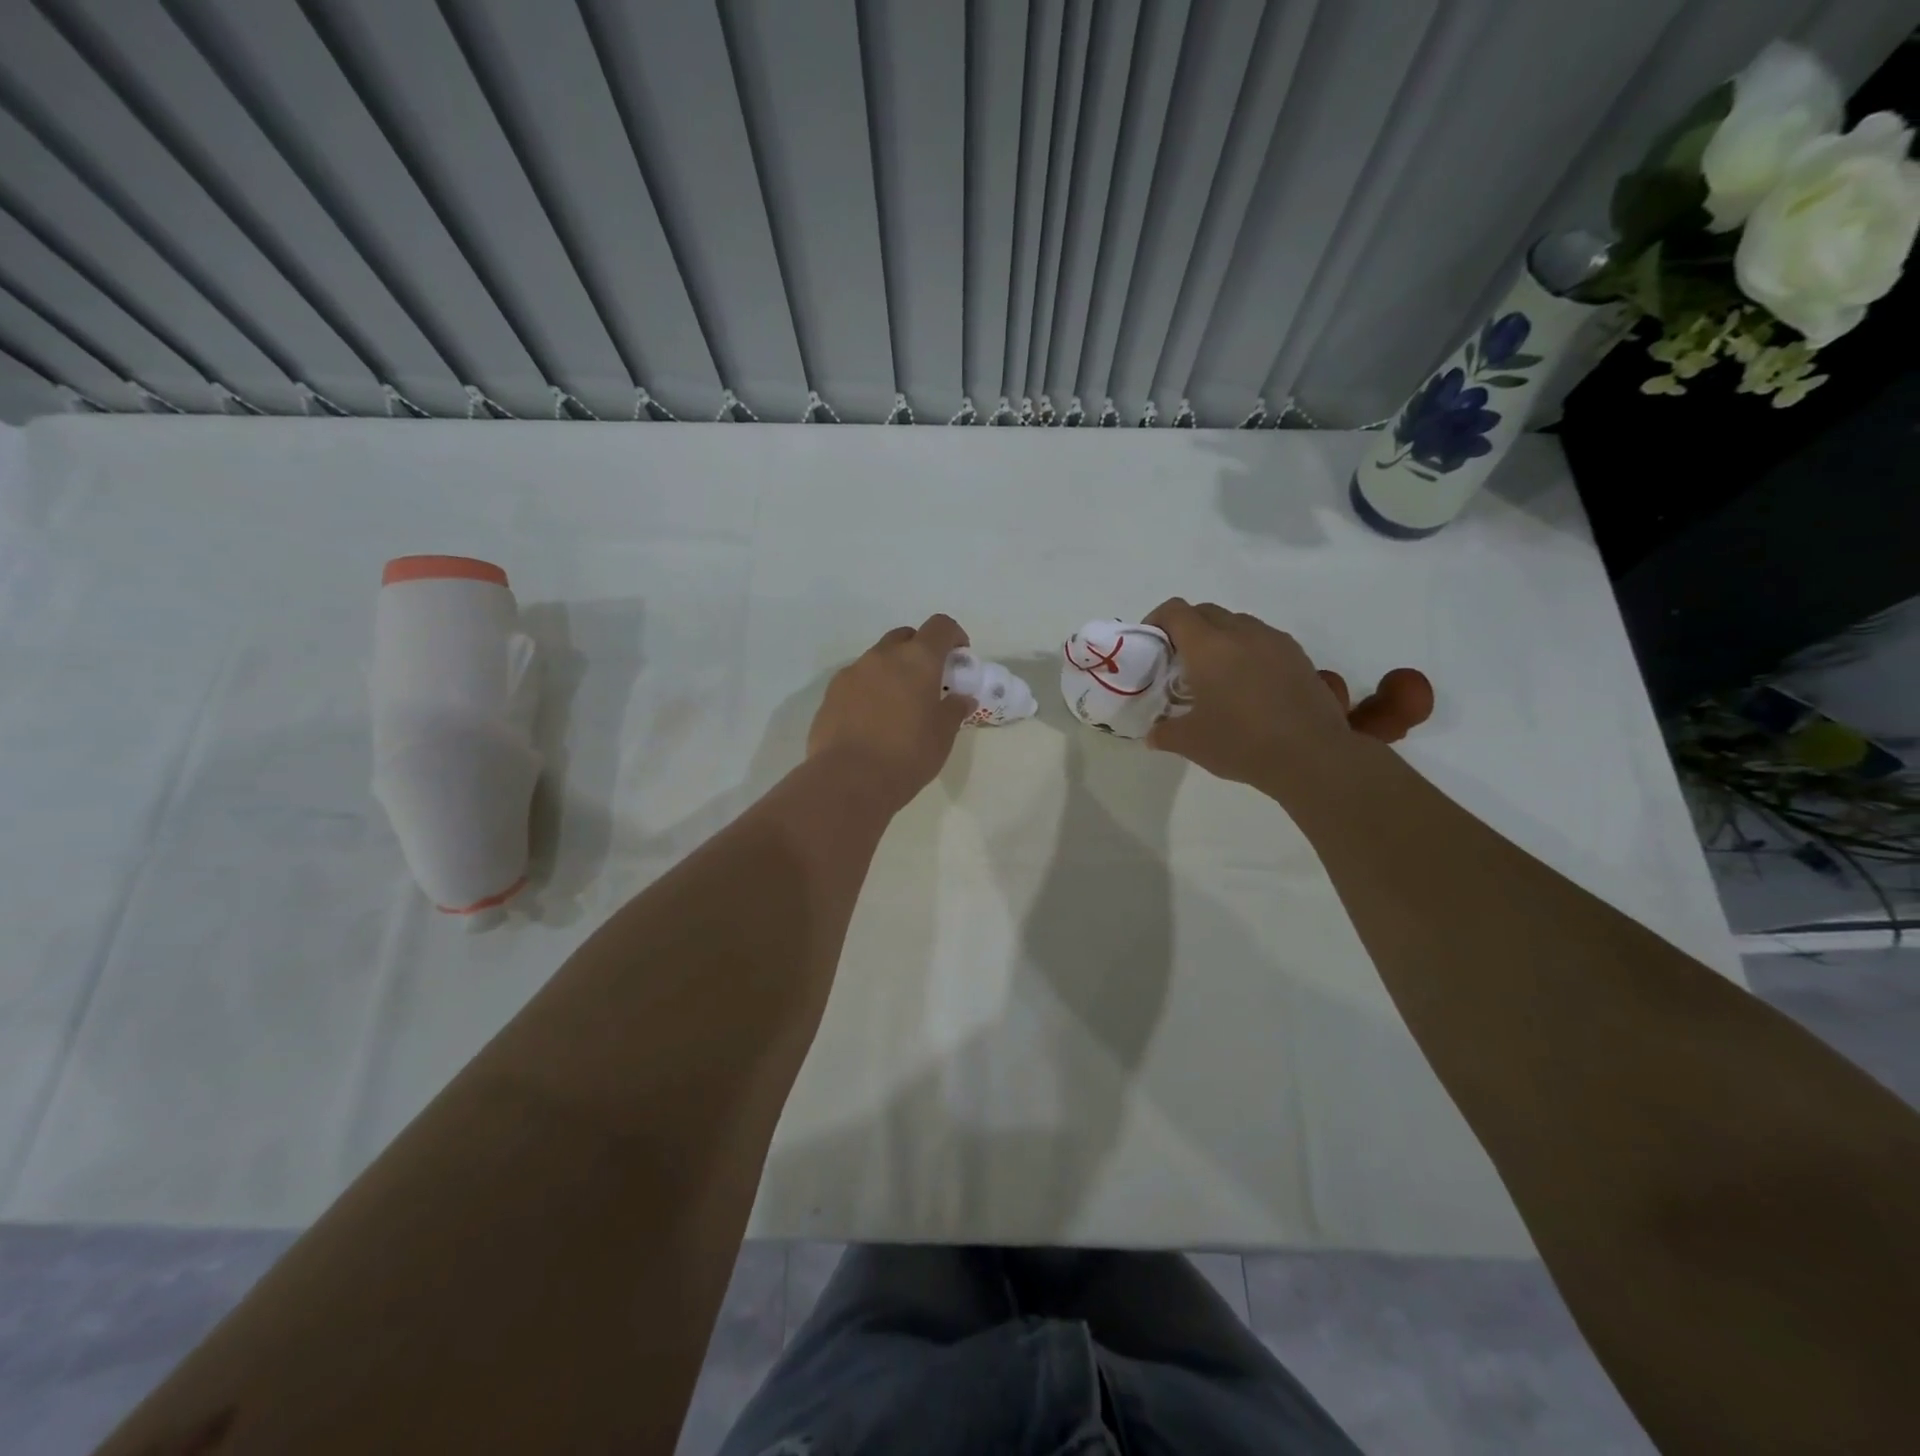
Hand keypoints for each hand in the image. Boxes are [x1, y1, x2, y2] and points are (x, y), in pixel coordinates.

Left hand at [807, 614, 975, 810]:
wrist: (849, 780)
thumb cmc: (907, 755)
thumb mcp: (942, 736)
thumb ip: (953, 710)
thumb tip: (961, 698)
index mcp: (917, 660)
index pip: (940, 626)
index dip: (954, 635)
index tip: (959, 655)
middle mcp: (882, 656)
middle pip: (905, 637)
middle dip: (919, 650)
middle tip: (928, 681)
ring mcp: (852, 672)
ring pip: (877, 659)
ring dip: (892, 671)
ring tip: (898, 705)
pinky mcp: (830, 694)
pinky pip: (856, 681)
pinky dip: (869, 689)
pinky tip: (872, 720)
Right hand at [1143, 599, 1353, 792]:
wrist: (1312, 756)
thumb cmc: (1241, 743)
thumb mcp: (1190, 743)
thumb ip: (1164, 733)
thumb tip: (1153, 734)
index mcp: (1208, 647)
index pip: (1175, 612)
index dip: (1157, 620)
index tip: (1151, 643)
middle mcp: (1241, 633)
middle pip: (1206, 612)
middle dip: (1187, 628)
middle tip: (1178, 660)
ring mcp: (1274, 641)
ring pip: (1237, 623)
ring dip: (1219, 637)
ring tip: (1215, 672)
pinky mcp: (1298, 655)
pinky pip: (1263, 639)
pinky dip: (1247, 650)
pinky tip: (1248, 684)